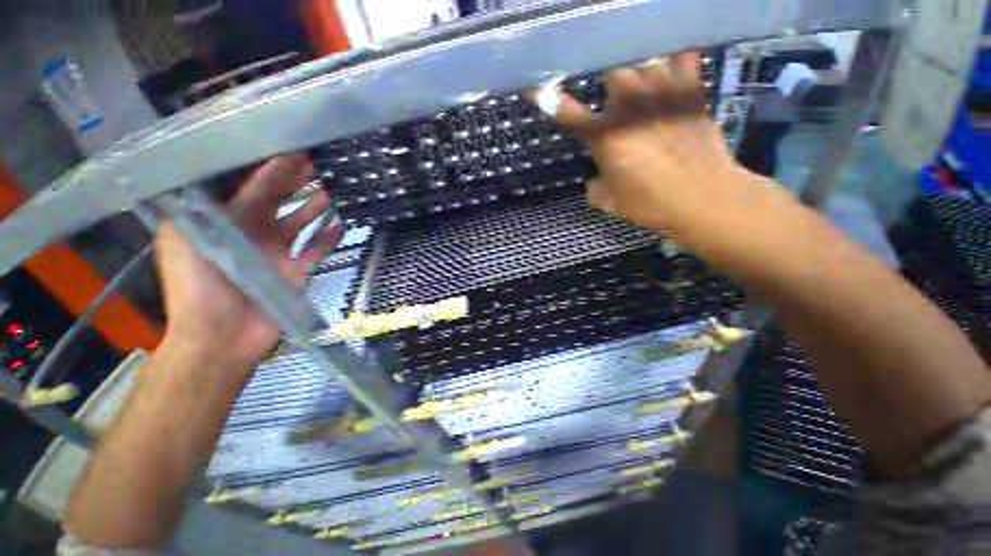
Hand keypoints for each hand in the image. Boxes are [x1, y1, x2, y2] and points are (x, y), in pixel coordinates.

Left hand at [155, 154, 343, 371]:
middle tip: (316, 161)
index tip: (291, 150)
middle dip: (294, 181)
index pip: (248, 187)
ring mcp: (275, 253)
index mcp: (222, 222)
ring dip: (314, 207)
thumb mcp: (191, 240)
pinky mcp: (295, 271)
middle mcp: (249, 232)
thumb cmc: (199, 289)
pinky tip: (342, 226)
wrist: (221, 338)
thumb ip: (212, 207)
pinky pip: (315, 250)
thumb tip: (238, 174)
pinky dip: (328, 239)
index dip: (269, 168)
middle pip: (276, 200)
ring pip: (299, 222)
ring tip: (332, 189)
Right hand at [541, 53, 766, 237]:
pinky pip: (682, 57)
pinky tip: (671, 71)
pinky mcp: (691, 91)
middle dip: (607, 79)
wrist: (704, 198)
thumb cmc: (651, 203)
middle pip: (610, 69)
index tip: (535, 88)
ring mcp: (663, 93)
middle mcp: (630, 106)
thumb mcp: (612, 202)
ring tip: (640, 82)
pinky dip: (674, 60)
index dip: (548, 100)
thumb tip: (595, 181)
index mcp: (606, 136)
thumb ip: (596, 188)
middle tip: (611, 94)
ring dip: (638, 69)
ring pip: (644, 57)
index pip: (568, 113)